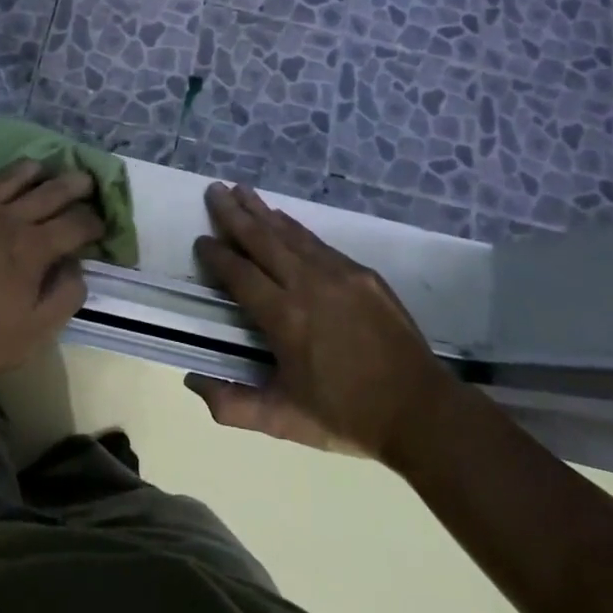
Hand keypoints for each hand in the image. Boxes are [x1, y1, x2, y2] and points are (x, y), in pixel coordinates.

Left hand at [0, 161, 102, 389]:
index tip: (101, 224)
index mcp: (32, 249)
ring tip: (40, 166)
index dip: (93, 222)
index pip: (75, 225)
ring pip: (6, 180)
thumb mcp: (28, 336)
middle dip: (72, 185)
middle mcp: (6, 220)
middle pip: (47, 193)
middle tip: (86, 179)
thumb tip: (78, 269)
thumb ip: (62, 299)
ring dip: (28, 171)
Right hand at [189, 184, 451, 463]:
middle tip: (214, 190)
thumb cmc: (346, 417)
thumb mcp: (283, 421)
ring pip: (290, 233)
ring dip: (262, 210)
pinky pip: (318, 242)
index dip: (217, 255)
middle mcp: (308, 285)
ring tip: (240, 190)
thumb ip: (233, 405)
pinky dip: (294, 227)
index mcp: (285, 319)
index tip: (200, 240)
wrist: (420, 410)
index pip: (240, 275)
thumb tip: (192, 380)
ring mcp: (339, 274)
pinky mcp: (362, 273)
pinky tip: (282, 219)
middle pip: (262, 239)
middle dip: (234, 214)